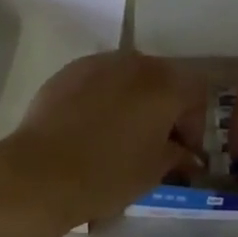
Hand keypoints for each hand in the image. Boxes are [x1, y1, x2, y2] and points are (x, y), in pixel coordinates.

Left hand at [0, 51, 205, 225]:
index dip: (194, 127)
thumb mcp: (153, 172)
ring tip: (122, 132)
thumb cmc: (108, 174)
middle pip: (163, 79)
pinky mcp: (69, 71)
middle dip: (165, 108)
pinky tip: (92, 125)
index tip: (184, 154)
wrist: (41, 172)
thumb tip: (185, 154)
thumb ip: (176, 156)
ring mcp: (100, 63)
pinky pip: (99, 80)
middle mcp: (136, 63)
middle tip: (157, 142)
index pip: (196, 96)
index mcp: (165, 85)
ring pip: (129, 76)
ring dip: (135, 99)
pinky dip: (104, 97)